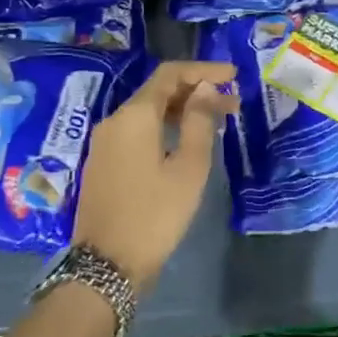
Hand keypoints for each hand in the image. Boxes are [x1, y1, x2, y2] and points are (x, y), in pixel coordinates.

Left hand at [72, 60, 238, 290]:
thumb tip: (205, 88)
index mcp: (135, 115)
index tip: (233, 75)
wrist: (106, 266)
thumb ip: (199, 121)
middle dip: (197, 91)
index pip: (171, 74)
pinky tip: (187, 142)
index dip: (204, 70)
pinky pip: (138, 131)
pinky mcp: (104, 163)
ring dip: (183, 110)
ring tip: (217, 122)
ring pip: (148, 112)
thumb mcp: (189, 167)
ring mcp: (105, 142)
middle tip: (233, 104)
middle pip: (159, 91)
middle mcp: (115, 120)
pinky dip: (166, 127)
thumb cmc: (155, 214)